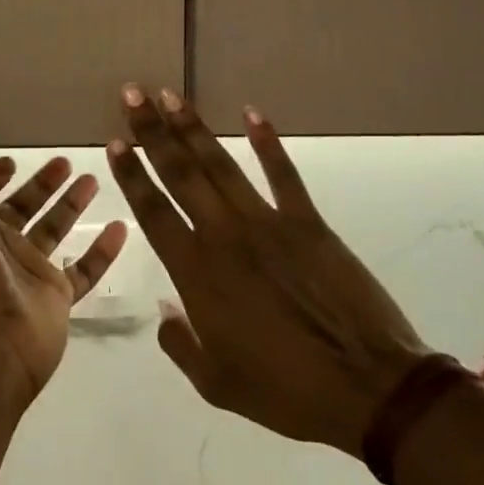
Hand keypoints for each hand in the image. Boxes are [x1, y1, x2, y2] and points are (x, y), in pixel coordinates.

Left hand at [0, 119, 127, 408]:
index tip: (11, 157)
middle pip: (22, 206)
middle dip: (40, 183)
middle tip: (64, 160)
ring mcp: (27, 272)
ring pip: (54, 230)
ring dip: (71, 204)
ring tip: (94, 178)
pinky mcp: (56, 296)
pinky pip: (86, 269)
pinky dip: (102, 250)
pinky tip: (120, 226)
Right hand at [104, 86, 429, 456]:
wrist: (368, 389)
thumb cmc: (286, 392)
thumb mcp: (217, 384)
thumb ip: (180, 343)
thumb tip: (164, 308)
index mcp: (197, 274)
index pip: (153, 212)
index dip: (132, 174)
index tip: (114, 141)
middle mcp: (224, 236)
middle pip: (179, 173)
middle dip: (152, 131)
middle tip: (132, 92)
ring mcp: (268, 223)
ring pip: (221, 164)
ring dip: (193, 127)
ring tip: (171, 95)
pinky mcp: (308, 222)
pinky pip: (283, 174)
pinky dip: (267, 142)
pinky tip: (251, 113)